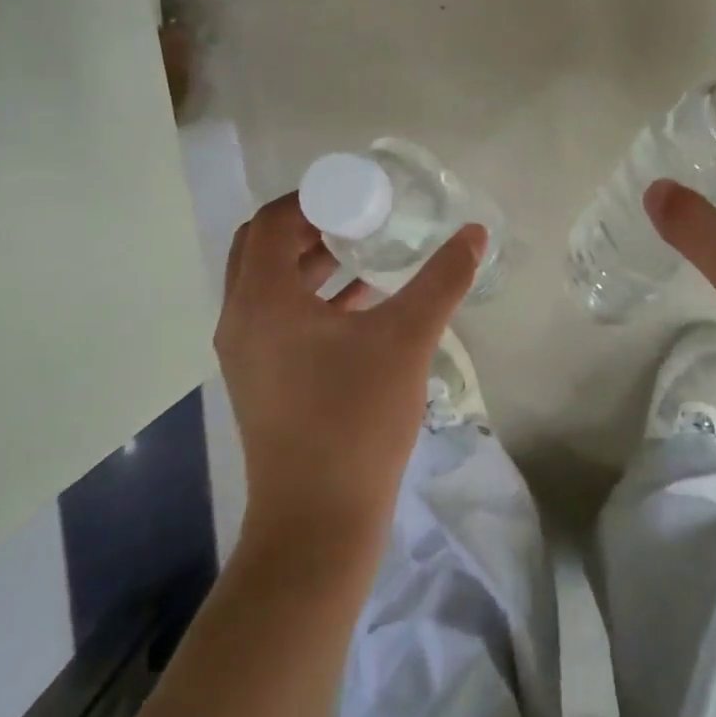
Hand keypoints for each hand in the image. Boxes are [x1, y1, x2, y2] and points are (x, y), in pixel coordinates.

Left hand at [214, 193, 485, 556]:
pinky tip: (365, 304)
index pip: (273, 221)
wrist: (318, 522)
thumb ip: (442, 279)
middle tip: (361, 216)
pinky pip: (279, 319)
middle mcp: (241, 319)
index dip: (313, 198)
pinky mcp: (261, 381)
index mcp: (262, 299)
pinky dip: (314, 299)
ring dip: (313, 263)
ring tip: (368, 251)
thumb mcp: (406, 339)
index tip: (358, 194)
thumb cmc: (355, 420)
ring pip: (271, 286)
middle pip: (264, 248)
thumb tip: (474, 233)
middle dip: (311, 226)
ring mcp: (246, 354)